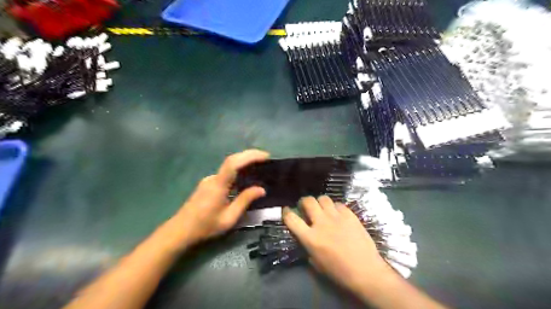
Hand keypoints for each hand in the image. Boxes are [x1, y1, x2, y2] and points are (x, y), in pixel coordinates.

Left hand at [170, 150, 269, 248]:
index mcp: (218, 185)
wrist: (180, 231)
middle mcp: (213, 178)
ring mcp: (209, 180)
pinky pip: (226, 174)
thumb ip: (245, 201)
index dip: (249, 156)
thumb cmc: (205, 227)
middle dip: (249, 156)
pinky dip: (238, 171)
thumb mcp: (229, 218)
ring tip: (260, 167)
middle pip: (232, 160)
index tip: (265, 156)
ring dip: (244, 163)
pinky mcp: (208, 184)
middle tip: (266, 159)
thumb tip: (261, 189)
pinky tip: (246, 179)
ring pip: (229, 167)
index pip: (233, 163)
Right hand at [281, 196, 393, 293]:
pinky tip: (337, 214)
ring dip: (320, 203)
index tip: (287, 210)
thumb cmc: (339, 272)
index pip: (291, 219)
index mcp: (310, 237)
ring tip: (322, 209)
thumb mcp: (316, 263)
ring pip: (323, 198)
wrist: (365, 270)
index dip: (286, 212)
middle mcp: (321, 223)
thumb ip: (308, 246)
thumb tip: (306, 236)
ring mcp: (336, 217)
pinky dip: (335, 207)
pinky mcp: (350, 215)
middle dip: (304, 202)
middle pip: (308, 201)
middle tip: (306, 207)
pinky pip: (338, 204)